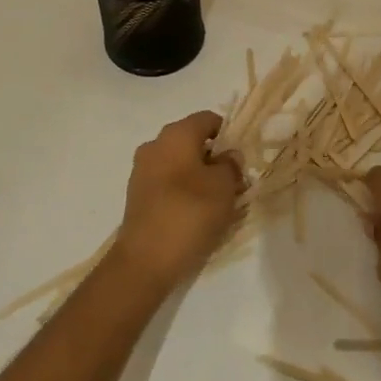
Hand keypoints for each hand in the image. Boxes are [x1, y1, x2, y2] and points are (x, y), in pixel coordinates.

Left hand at [110, 111, 243, 294]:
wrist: (144, 261)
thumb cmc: (189, 213)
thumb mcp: (223, 187)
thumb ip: (231, 165)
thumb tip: (228, 155)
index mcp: (176, 134)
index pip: (208, 120)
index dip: (229, 134)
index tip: (242, 158)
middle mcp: (155, 145)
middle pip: (193, 142)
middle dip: (215, 159)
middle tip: (234, 183)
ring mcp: (142, 170)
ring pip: (180, 164)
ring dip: (200, 177)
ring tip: (218, 204)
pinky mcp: (137, 195)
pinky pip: (167, 183)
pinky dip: (183, 192)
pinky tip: (196, 215)